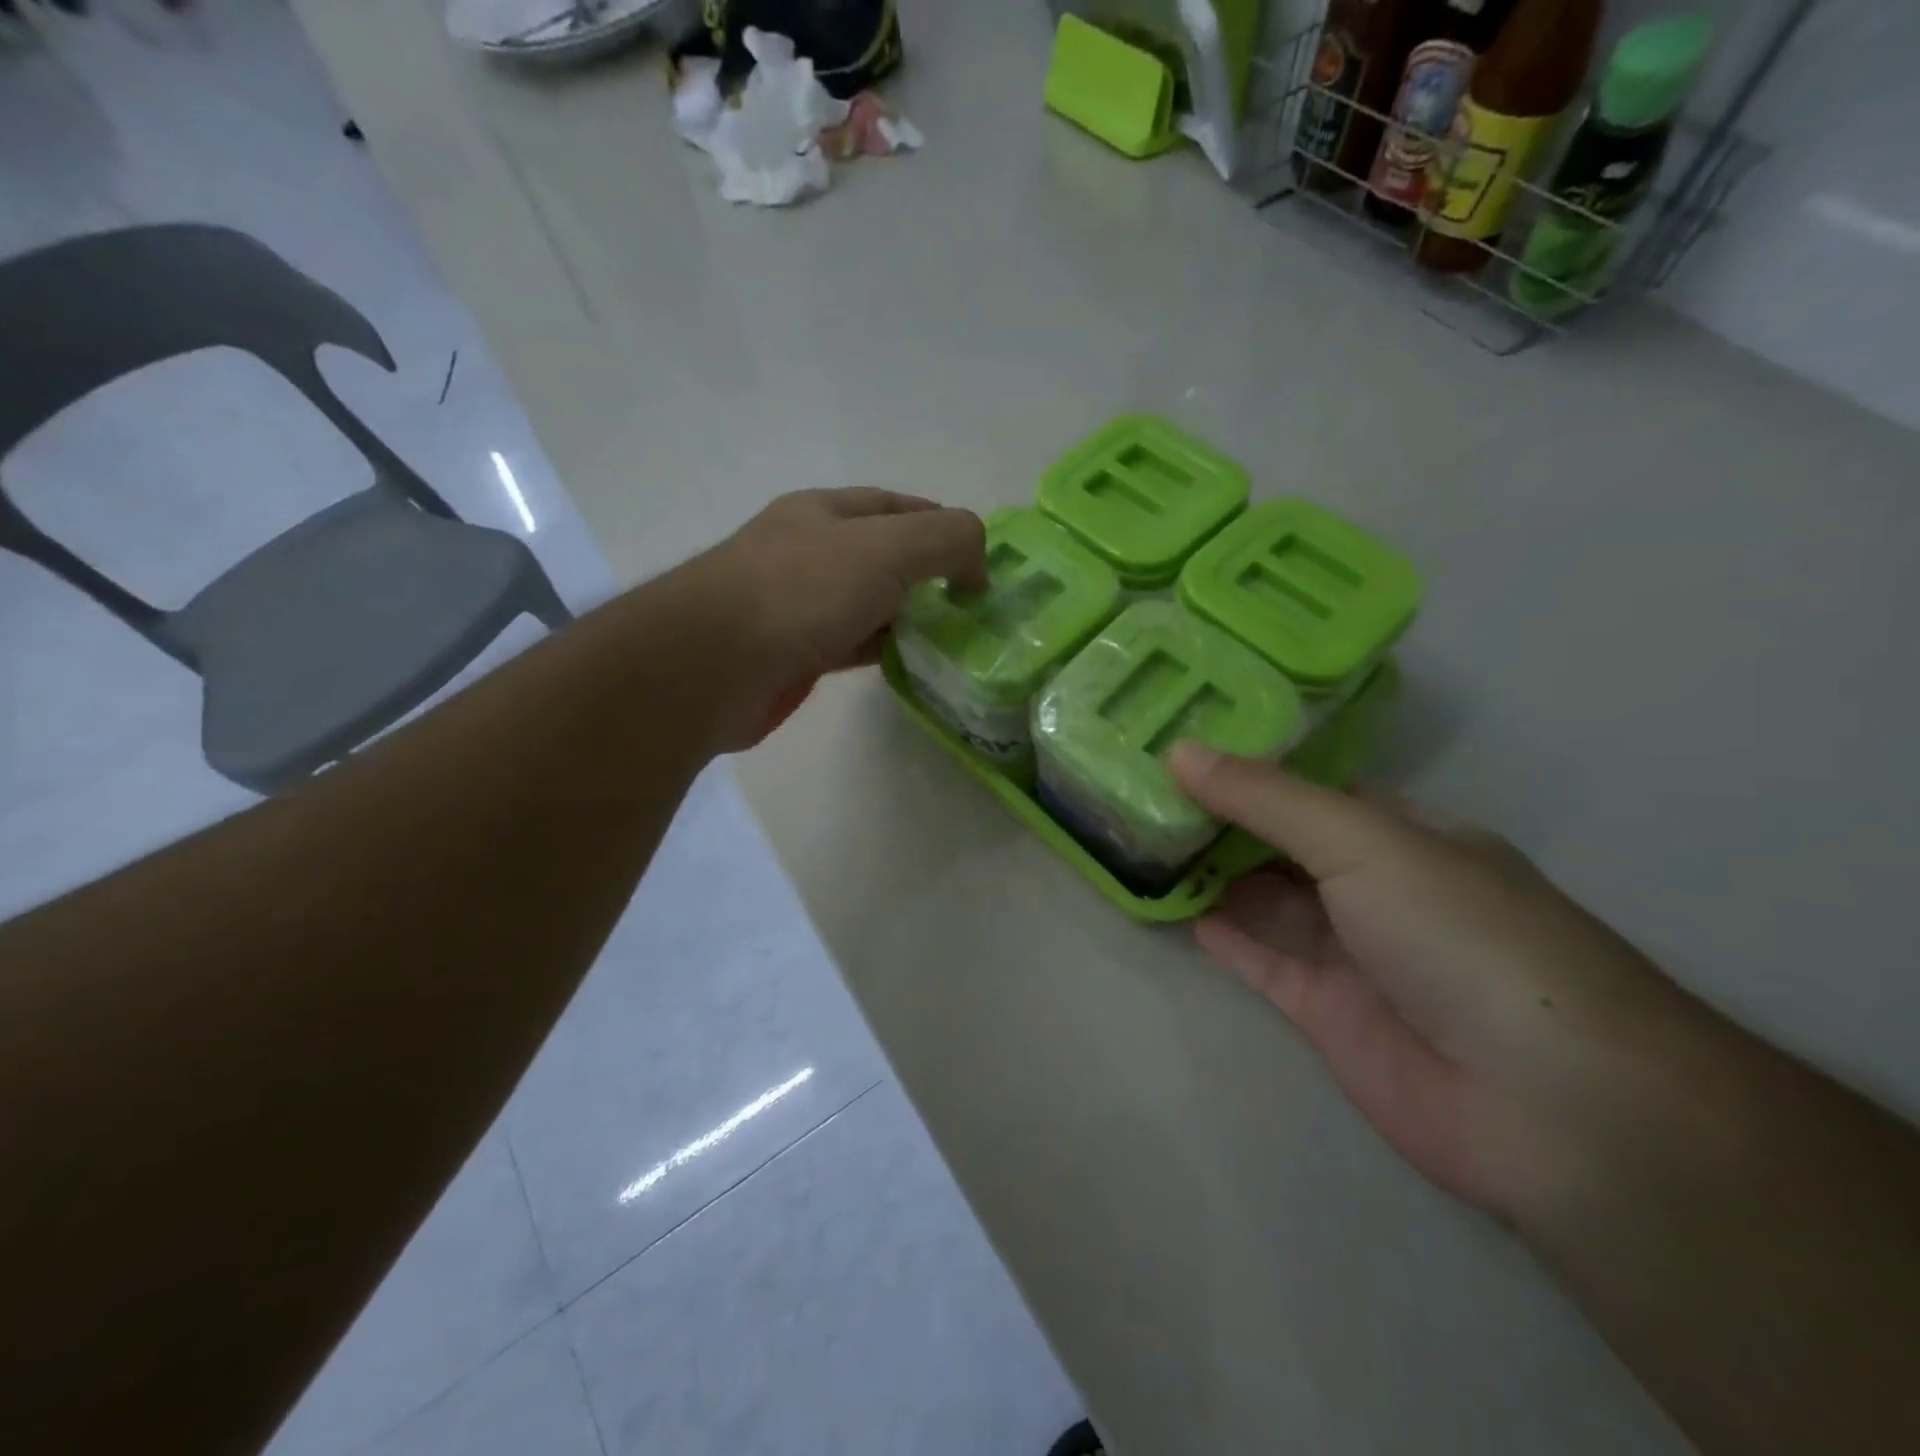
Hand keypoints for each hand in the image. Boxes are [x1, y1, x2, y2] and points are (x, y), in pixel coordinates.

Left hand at [693, 488, 986, 748]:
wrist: (713, 664)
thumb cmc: (801, 591)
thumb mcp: (889, 547)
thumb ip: (947, 540)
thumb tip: (977, 568)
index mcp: (825, 511)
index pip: (895, 504)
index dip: (940, 523)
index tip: (979, 558)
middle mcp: (807, 551)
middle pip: (881, 555)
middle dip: (926, 574)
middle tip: (970, 605)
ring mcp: (795, 605)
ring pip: (866, 603)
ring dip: (906, 616)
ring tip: (951, 637)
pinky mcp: (791, 654)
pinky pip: (849, 644)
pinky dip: (881, 649)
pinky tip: (908, 662)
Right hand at [1170, 745, 1698, 1221]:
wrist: (1544, 1101)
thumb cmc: (1458, 933)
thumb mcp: (1362, 841)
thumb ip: (1266, 799)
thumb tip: (1179, 750)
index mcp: (1403, 834)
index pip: (1313, 787)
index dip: (1251, 765)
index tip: (1183, 743)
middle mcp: (1378, 887)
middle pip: (1283, 842)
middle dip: (1222, 818)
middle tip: (1145, 790)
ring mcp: (1353, 953)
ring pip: (1267, 900)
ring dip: (1214, 873)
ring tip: (1145, 841)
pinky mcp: (1328, 1013)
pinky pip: (1262, 961)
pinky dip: (1223, 935)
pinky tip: (1179, 909)